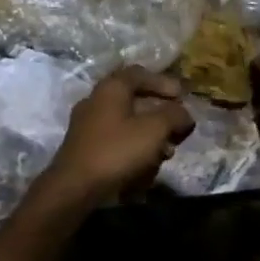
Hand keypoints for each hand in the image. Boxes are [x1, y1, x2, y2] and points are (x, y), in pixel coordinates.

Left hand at [42, 66, 195, 206]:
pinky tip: (146, 167)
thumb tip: (185, 114)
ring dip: (150, 135)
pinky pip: (116, 141)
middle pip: (134, 100)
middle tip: (178, 128)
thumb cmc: (117, 151)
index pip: (139, 73)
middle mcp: (96, 101)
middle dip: (160, 115)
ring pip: (127, 123)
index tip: (182, 96)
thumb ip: (174, 116)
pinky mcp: (86, 148)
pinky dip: (134, 148)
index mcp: (111, 88)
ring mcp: (88, 125)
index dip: (163, 82)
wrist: (74, 187)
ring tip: (167, 153)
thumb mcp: (154, 129)